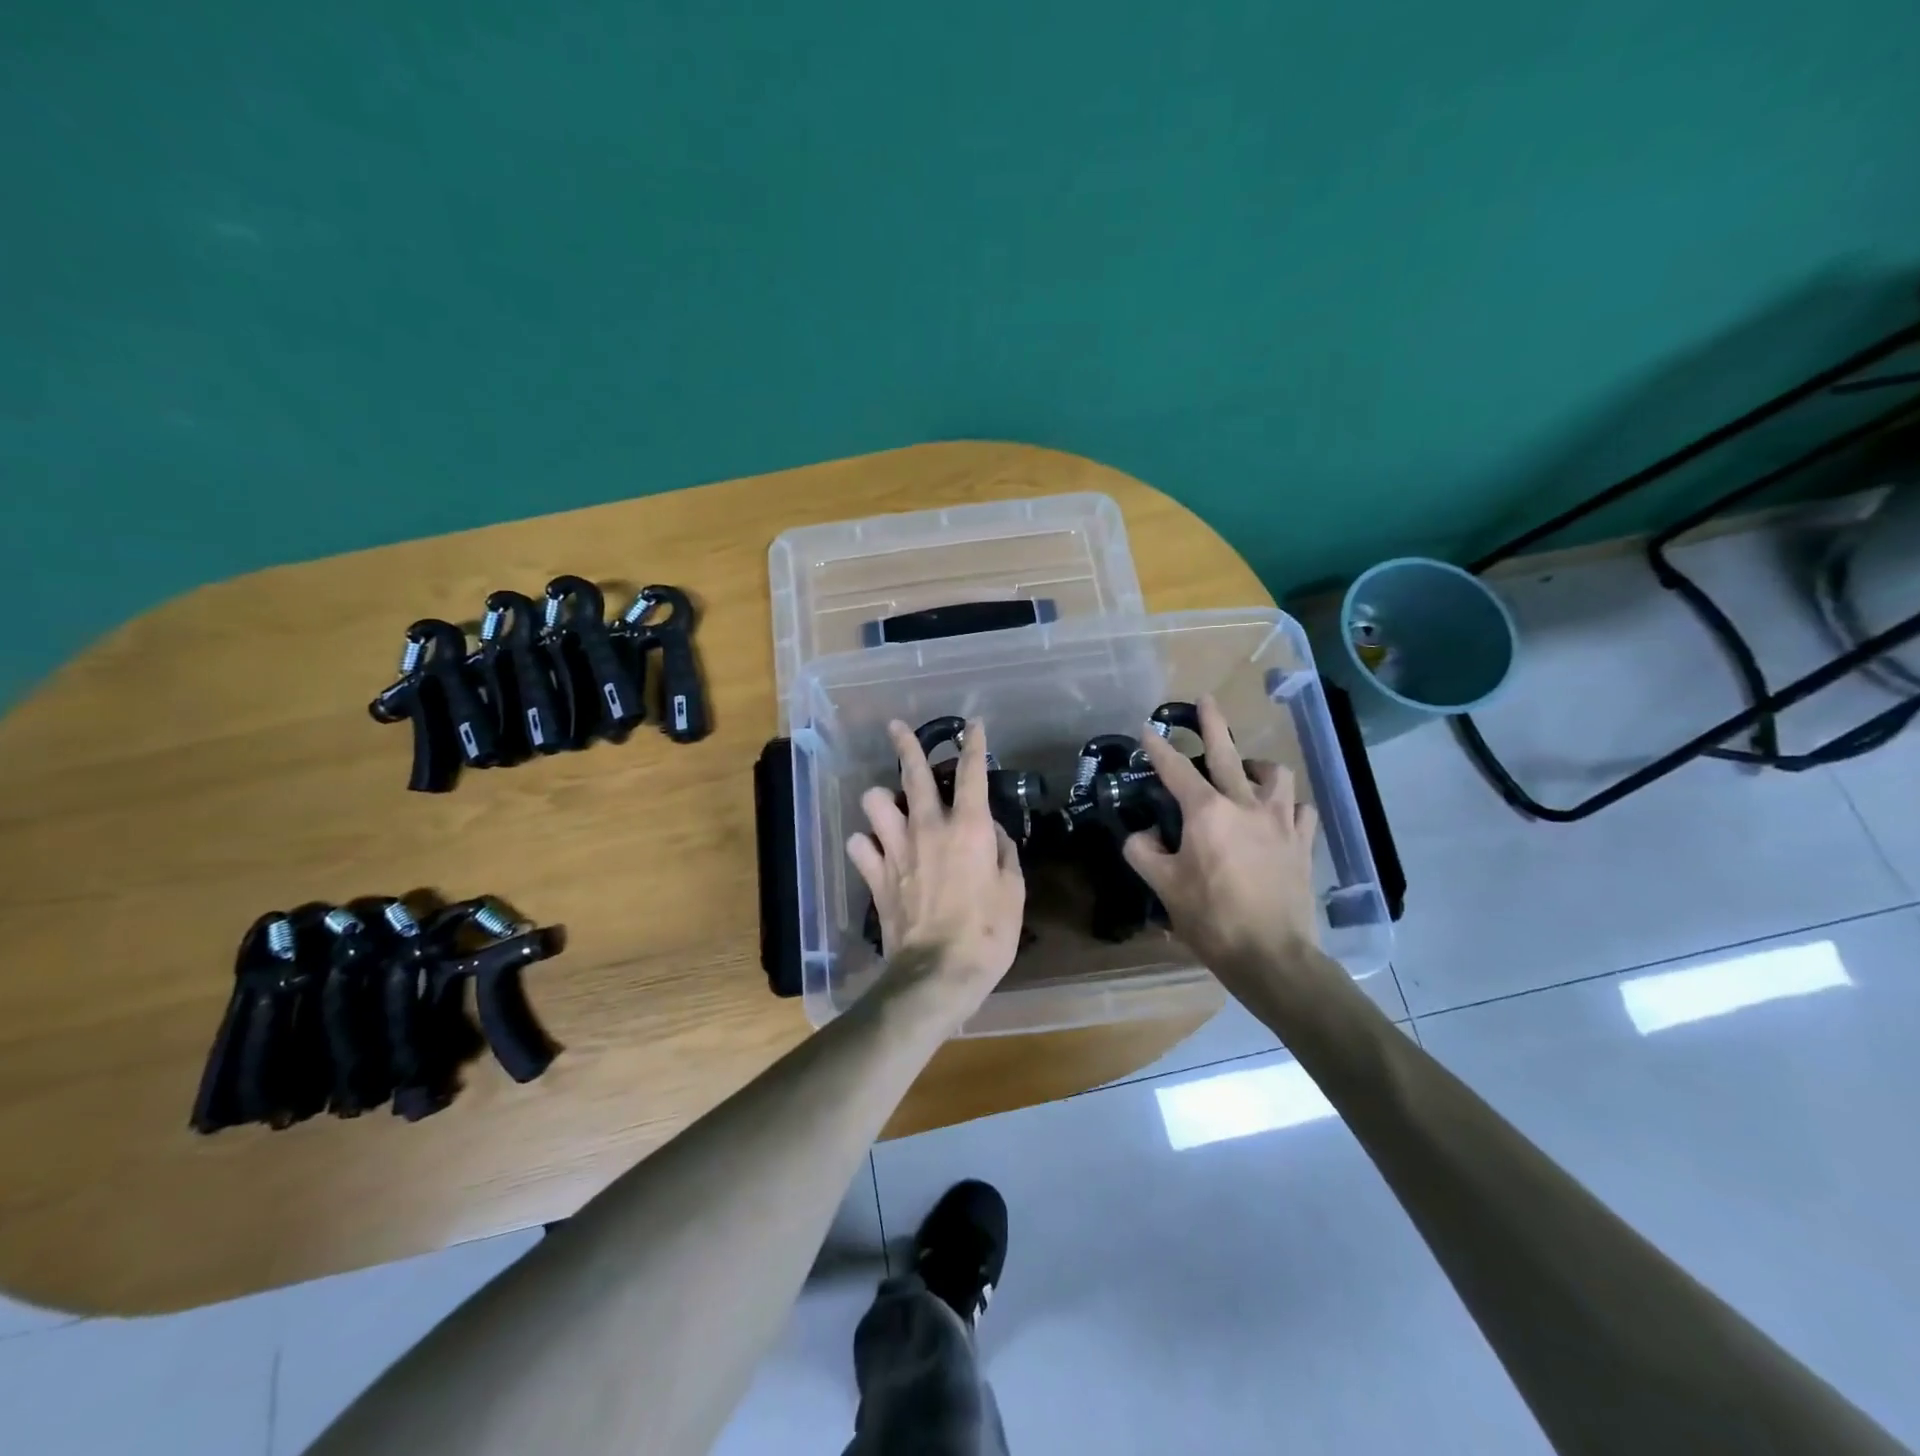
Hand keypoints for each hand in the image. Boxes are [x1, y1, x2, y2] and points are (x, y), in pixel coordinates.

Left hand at [847, 719, 1025, 1016]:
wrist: (937, 973)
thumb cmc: (988, 933)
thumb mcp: (1013, 892)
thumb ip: (1004, 855)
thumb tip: (993, 834)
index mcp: (968, 828)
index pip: (972, 774)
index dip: (975, 745)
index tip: (973, 725)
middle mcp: (928, 828)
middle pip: (913, 774)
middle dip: (906, 744)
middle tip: (896, 727)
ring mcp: (896, 850)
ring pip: (875, 803)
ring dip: (881, 799)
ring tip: (888, 804)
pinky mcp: (875, 876)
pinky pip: (859, 846)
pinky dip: (865, 845)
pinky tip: (873, 850)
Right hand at [1123, 696, 1341, 1006]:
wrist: (1272, 955)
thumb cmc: (1212, 919)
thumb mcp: (1163, 887)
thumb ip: (1143, 852)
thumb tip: (1143, 834)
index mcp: (1207, 813)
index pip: (1176, 770)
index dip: (1157, 748)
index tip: (1146, 728)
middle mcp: (1246, 805)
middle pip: (1228, 753)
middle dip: (1212, 724)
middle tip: (1206, 699)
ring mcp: (1281, 822)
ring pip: (1275, 776)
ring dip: (1258, 766)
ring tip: (1248, 769)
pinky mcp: (1303, 843)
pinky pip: (1301, 811)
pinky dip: (1289, 805)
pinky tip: (1281, 813)